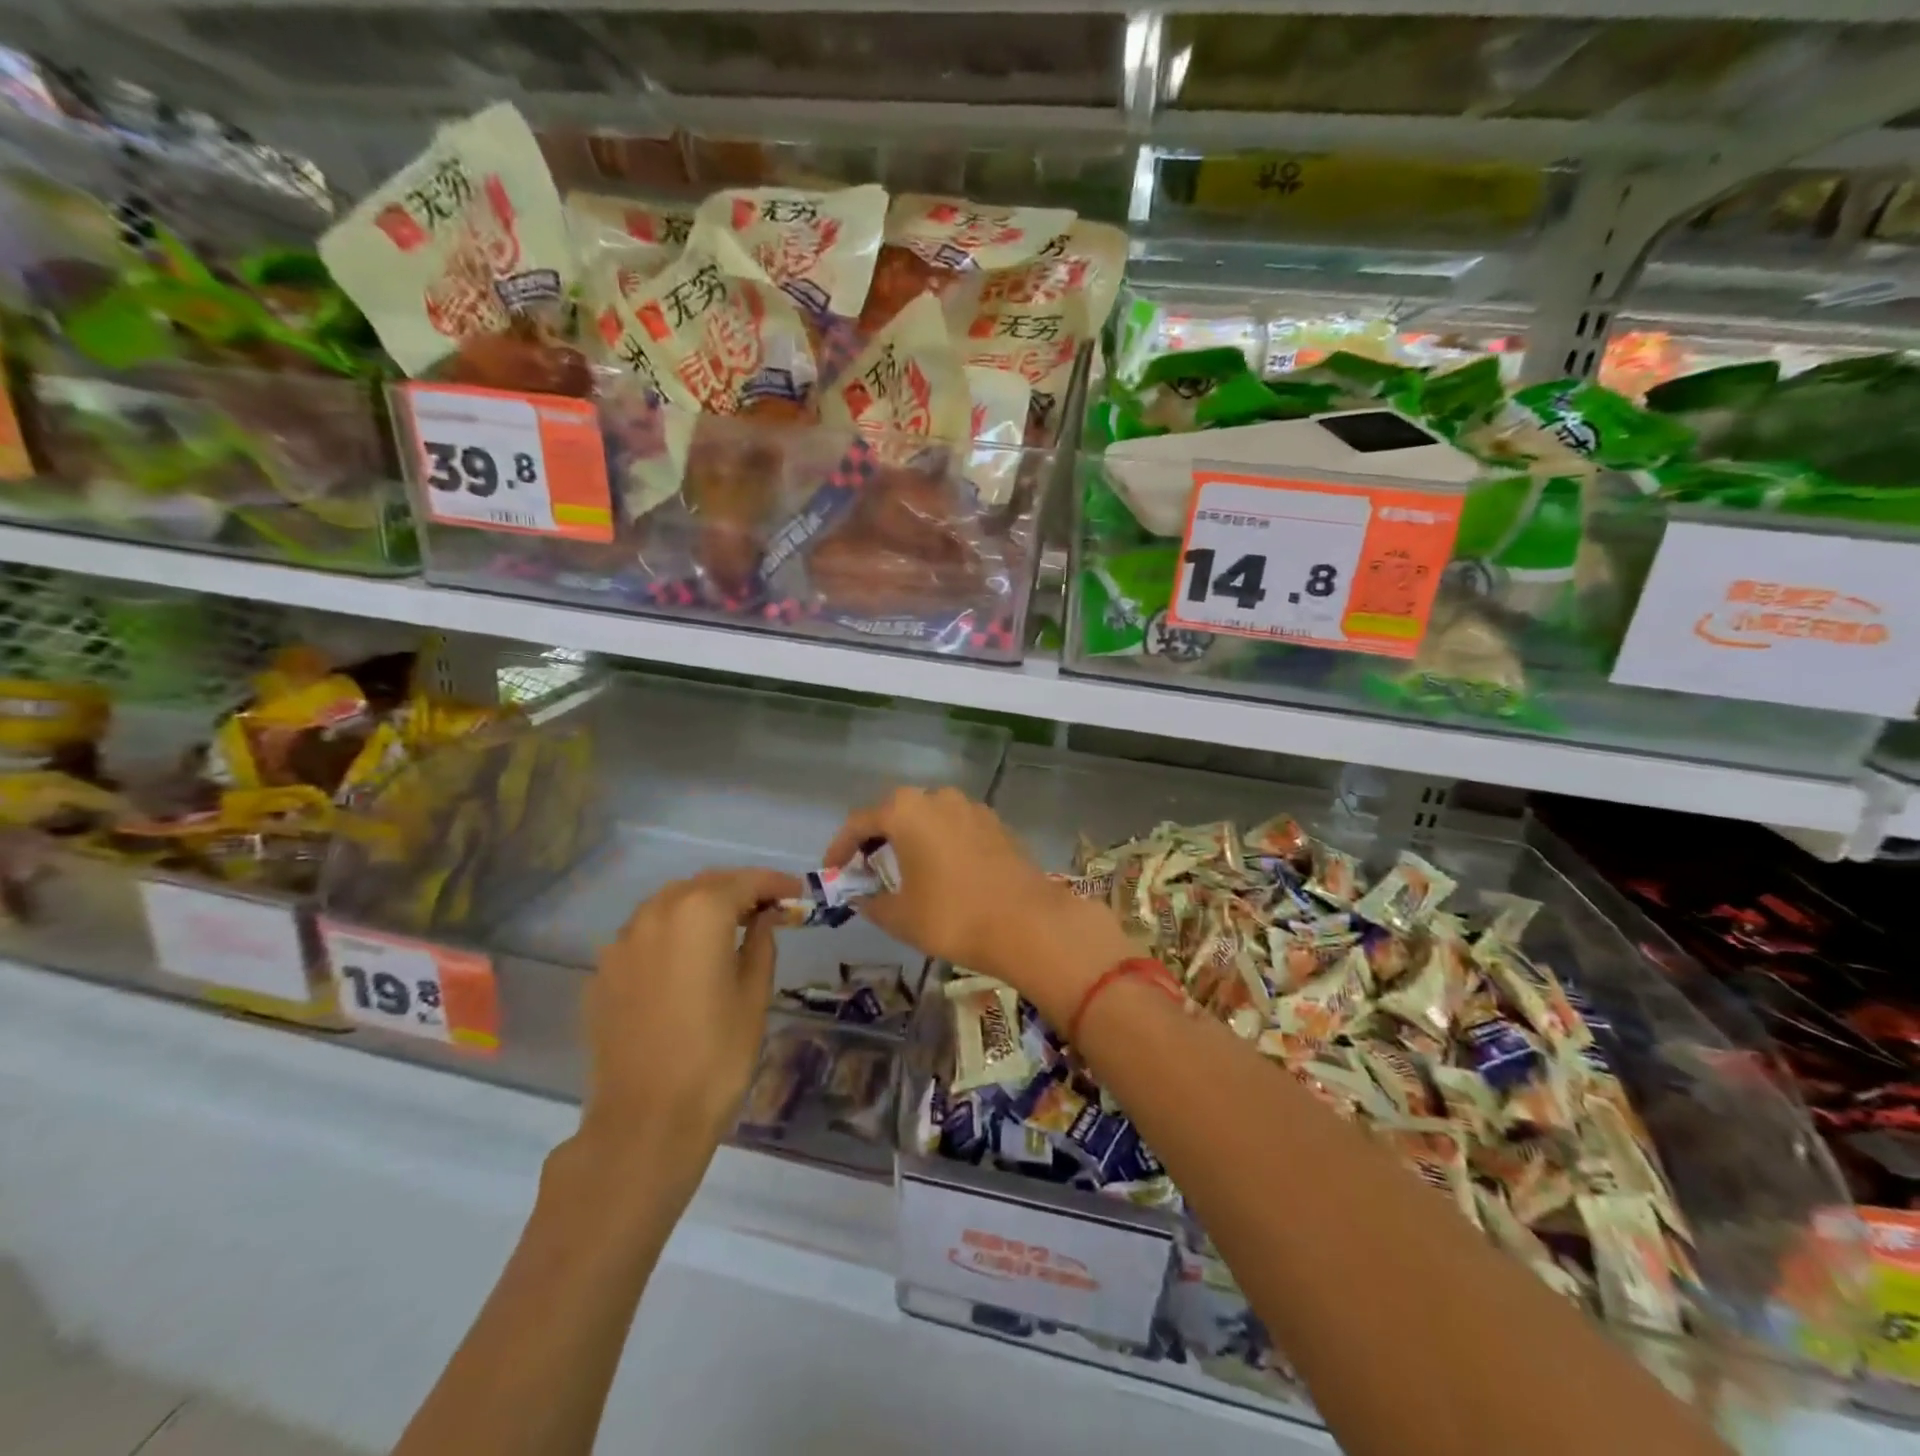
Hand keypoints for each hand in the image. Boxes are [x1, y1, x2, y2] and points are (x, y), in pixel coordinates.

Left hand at [580, 866, 801, 1176]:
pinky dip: (669, 935)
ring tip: (726, 931)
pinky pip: (642, 936)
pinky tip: (684, 962)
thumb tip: (764, 918)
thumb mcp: (754, 995)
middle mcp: (655, 914)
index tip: (796, 893)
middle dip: (736, 891)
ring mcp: (622, 943)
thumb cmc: (716, 1056)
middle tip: (765, 909)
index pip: (744, 881)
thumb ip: (761, 943)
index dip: (774, 884)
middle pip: (703, 885)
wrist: (645, 1122)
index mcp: (700, 913)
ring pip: (667, 905)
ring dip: (699, 908)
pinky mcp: (602, 974)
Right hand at [822, 787, 1134, 1018]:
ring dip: (910, 837)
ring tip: (904, 869)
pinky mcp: (996, 823)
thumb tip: (862, 897)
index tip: (832, 871)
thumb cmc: (952, 916)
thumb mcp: (900, 916)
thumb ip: (872, 902)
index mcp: (905, 811)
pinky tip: (942, 870)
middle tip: (866, 868)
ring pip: (928, 816)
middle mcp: (937, 798)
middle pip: (895, 812)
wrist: (1028, 922)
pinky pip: (955, 826)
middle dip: (876, 838)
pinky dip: (940, 841)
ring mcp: (971, 808)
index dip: (840, 847)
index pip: (860, 822)